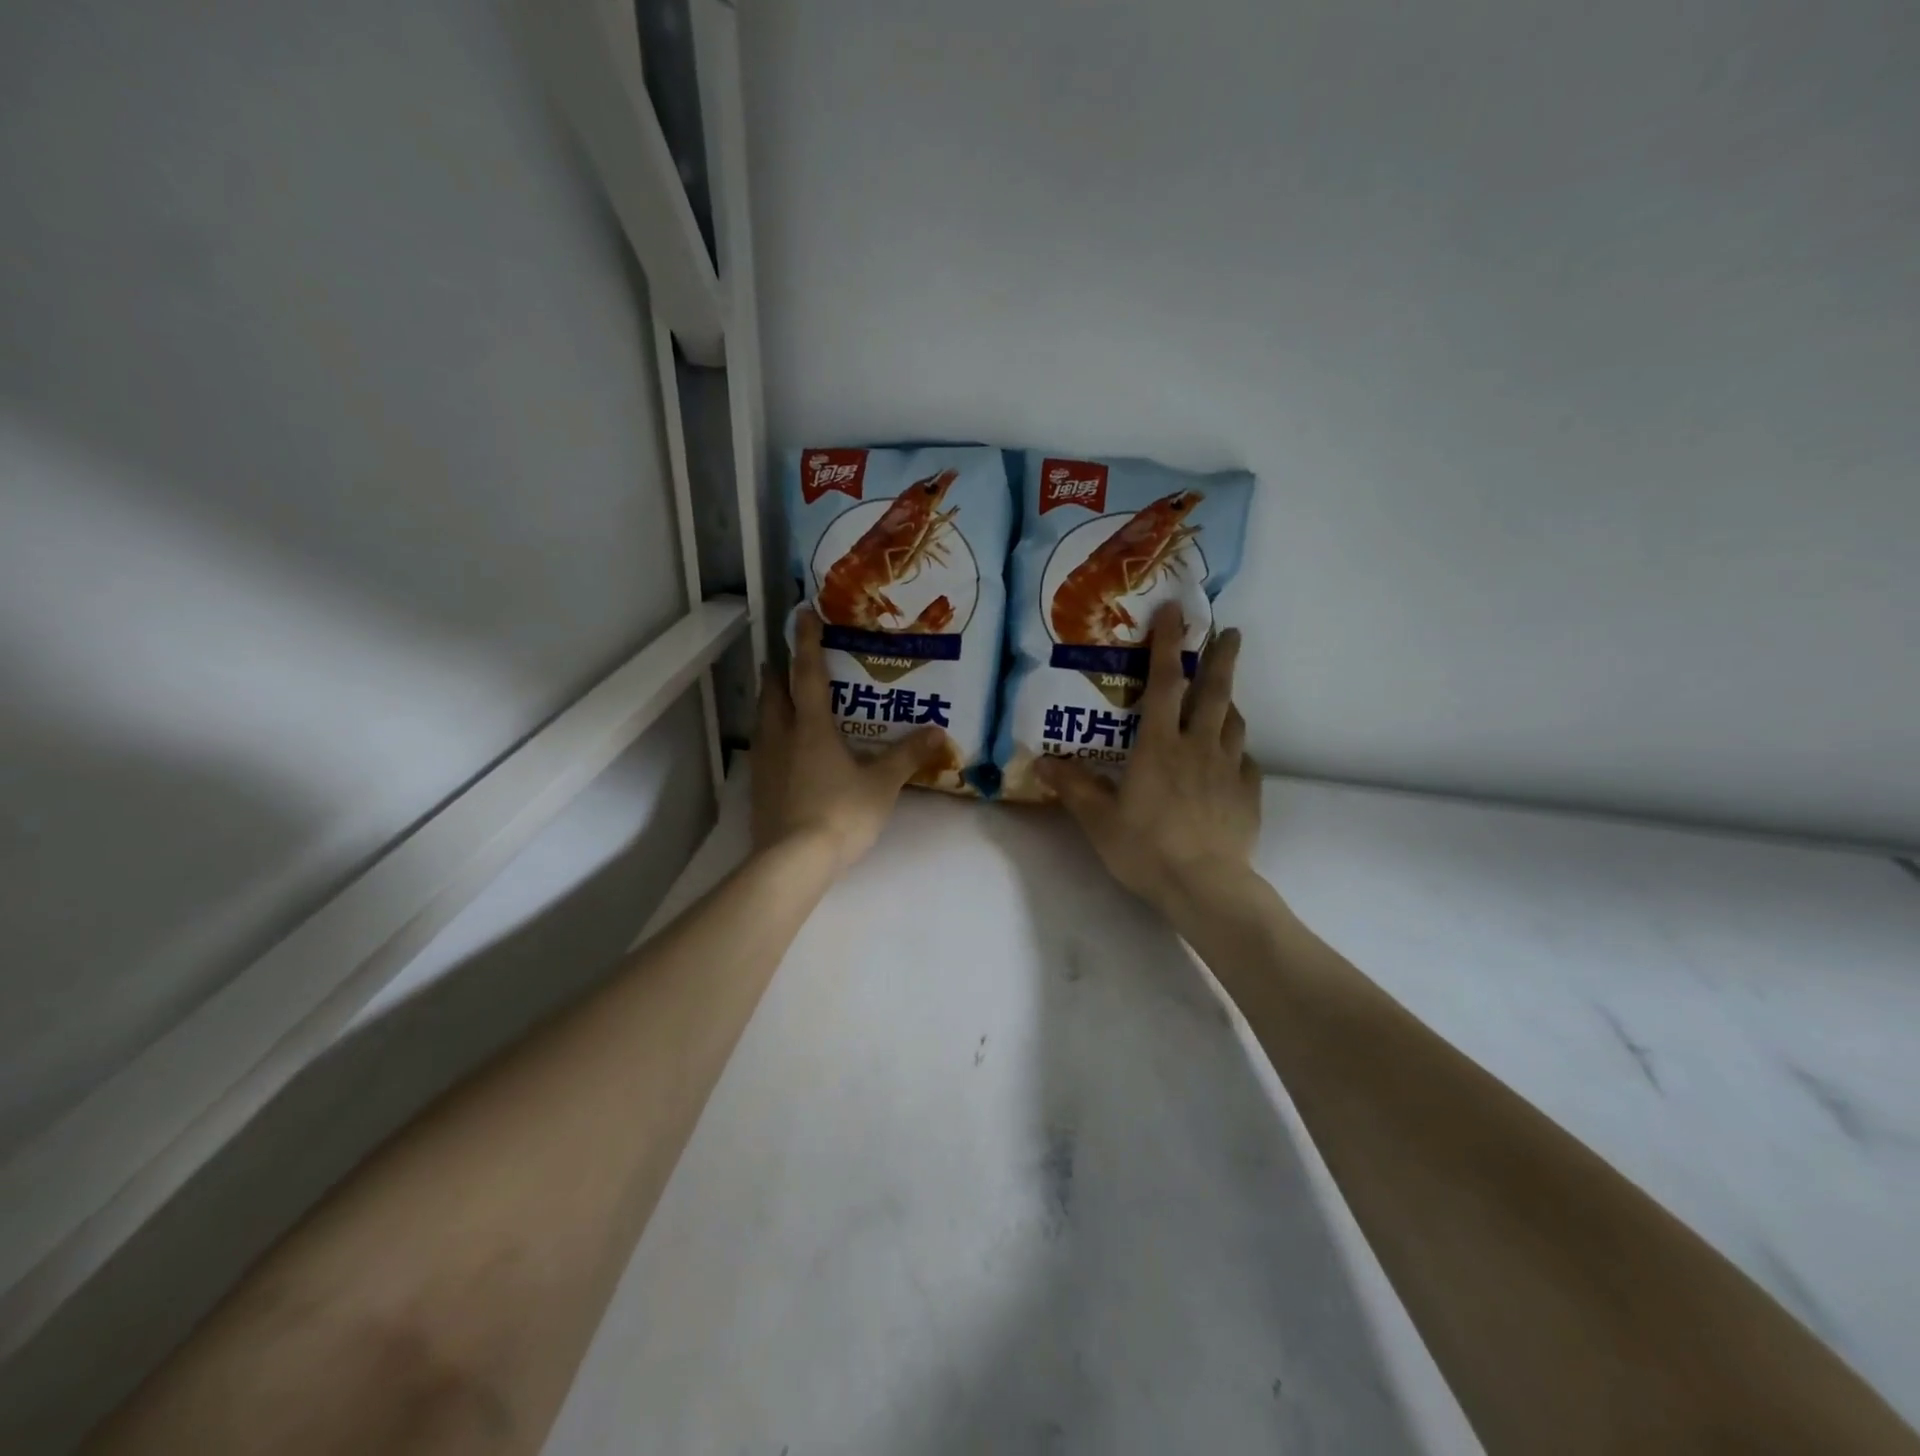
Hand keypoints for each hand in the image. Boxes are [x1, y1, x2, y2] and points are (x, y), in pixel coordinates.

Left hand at [751, 609, 945, 872]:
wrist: (793, 860)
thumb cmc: (841, 813)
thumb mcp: (882, 784)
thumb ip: (907, 756)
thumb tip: (938, 731)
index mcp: (811, 726)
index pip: (808, 673)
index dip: (806, 641)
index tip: (801, 613)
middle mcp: (782, 736)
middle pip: (773, 692)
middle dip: (778, 671)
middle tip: (784, 659)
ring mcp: (765, 763)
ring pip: (763, 720)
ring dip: (770, 702)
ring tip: (781, 698)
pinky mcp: (759, 788)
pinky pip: (762, 750)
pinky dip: (771, 737)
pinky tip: (782, 751)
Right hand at [1037, 603, 1261, 915]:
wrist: (1204, 887)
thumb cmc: (1146, 848)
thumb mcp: (1098, 819)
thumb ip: (1072, 787)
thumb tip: (1041, 762)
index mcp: (1160, 745)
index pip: (1164, 683)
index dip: (1168, 645)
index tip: (1176, 612)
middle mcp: (1198, 747)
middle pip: (1214, 691)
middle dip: (1221, 657)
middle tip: (1230, 631)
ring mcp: (1229, 770)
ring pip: (1234, 723)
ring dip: (1229, 702)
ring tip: (1225, 695)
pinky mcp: (1248, 795)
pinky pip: (1246, 762)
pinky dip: (1238, 751)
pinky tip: (1233, 758)